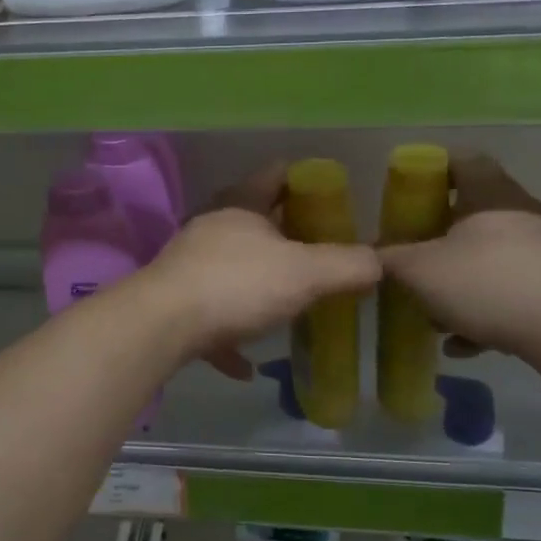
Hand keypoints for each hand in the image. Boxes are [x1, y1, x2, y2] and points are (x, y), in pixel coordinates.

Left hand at [138, 164, 380, 378]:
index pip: (273, 176)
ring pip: (228, 268)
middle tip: (315, 250)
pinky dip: (228, 336)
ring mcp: (187, 266)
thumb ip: (346, 266)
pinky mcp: (174, 304)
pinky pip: (209, 319)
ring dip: (253, 283)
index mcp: (240, 208)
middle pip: (250, 221)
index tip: (326, 192)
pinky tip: (245, 363)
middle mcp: (210, 229)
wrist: (161, 326)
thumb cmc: (237, 285)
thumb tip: (379, 262)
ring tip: (284, 300)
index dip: (301, 178)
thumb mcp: (304, 273)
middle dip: (281, 233)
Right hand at [379, 156, 540, 358]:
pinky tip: (464, 343)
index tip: (409, 192)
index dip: (433, 170)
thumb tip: (372, 254)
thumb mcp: (420, 271)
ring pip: (492, 259)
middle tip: (415, 260)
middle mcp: (524, 213)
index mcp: (491, 194)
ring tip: (435, 317)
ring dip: (461, 283)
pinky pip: (512, 292)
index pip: (463, 160)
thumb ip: (390, 259)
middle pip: (475, 214)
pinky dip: (485, 312)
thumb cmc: (487, 283)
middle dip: (440, 240)